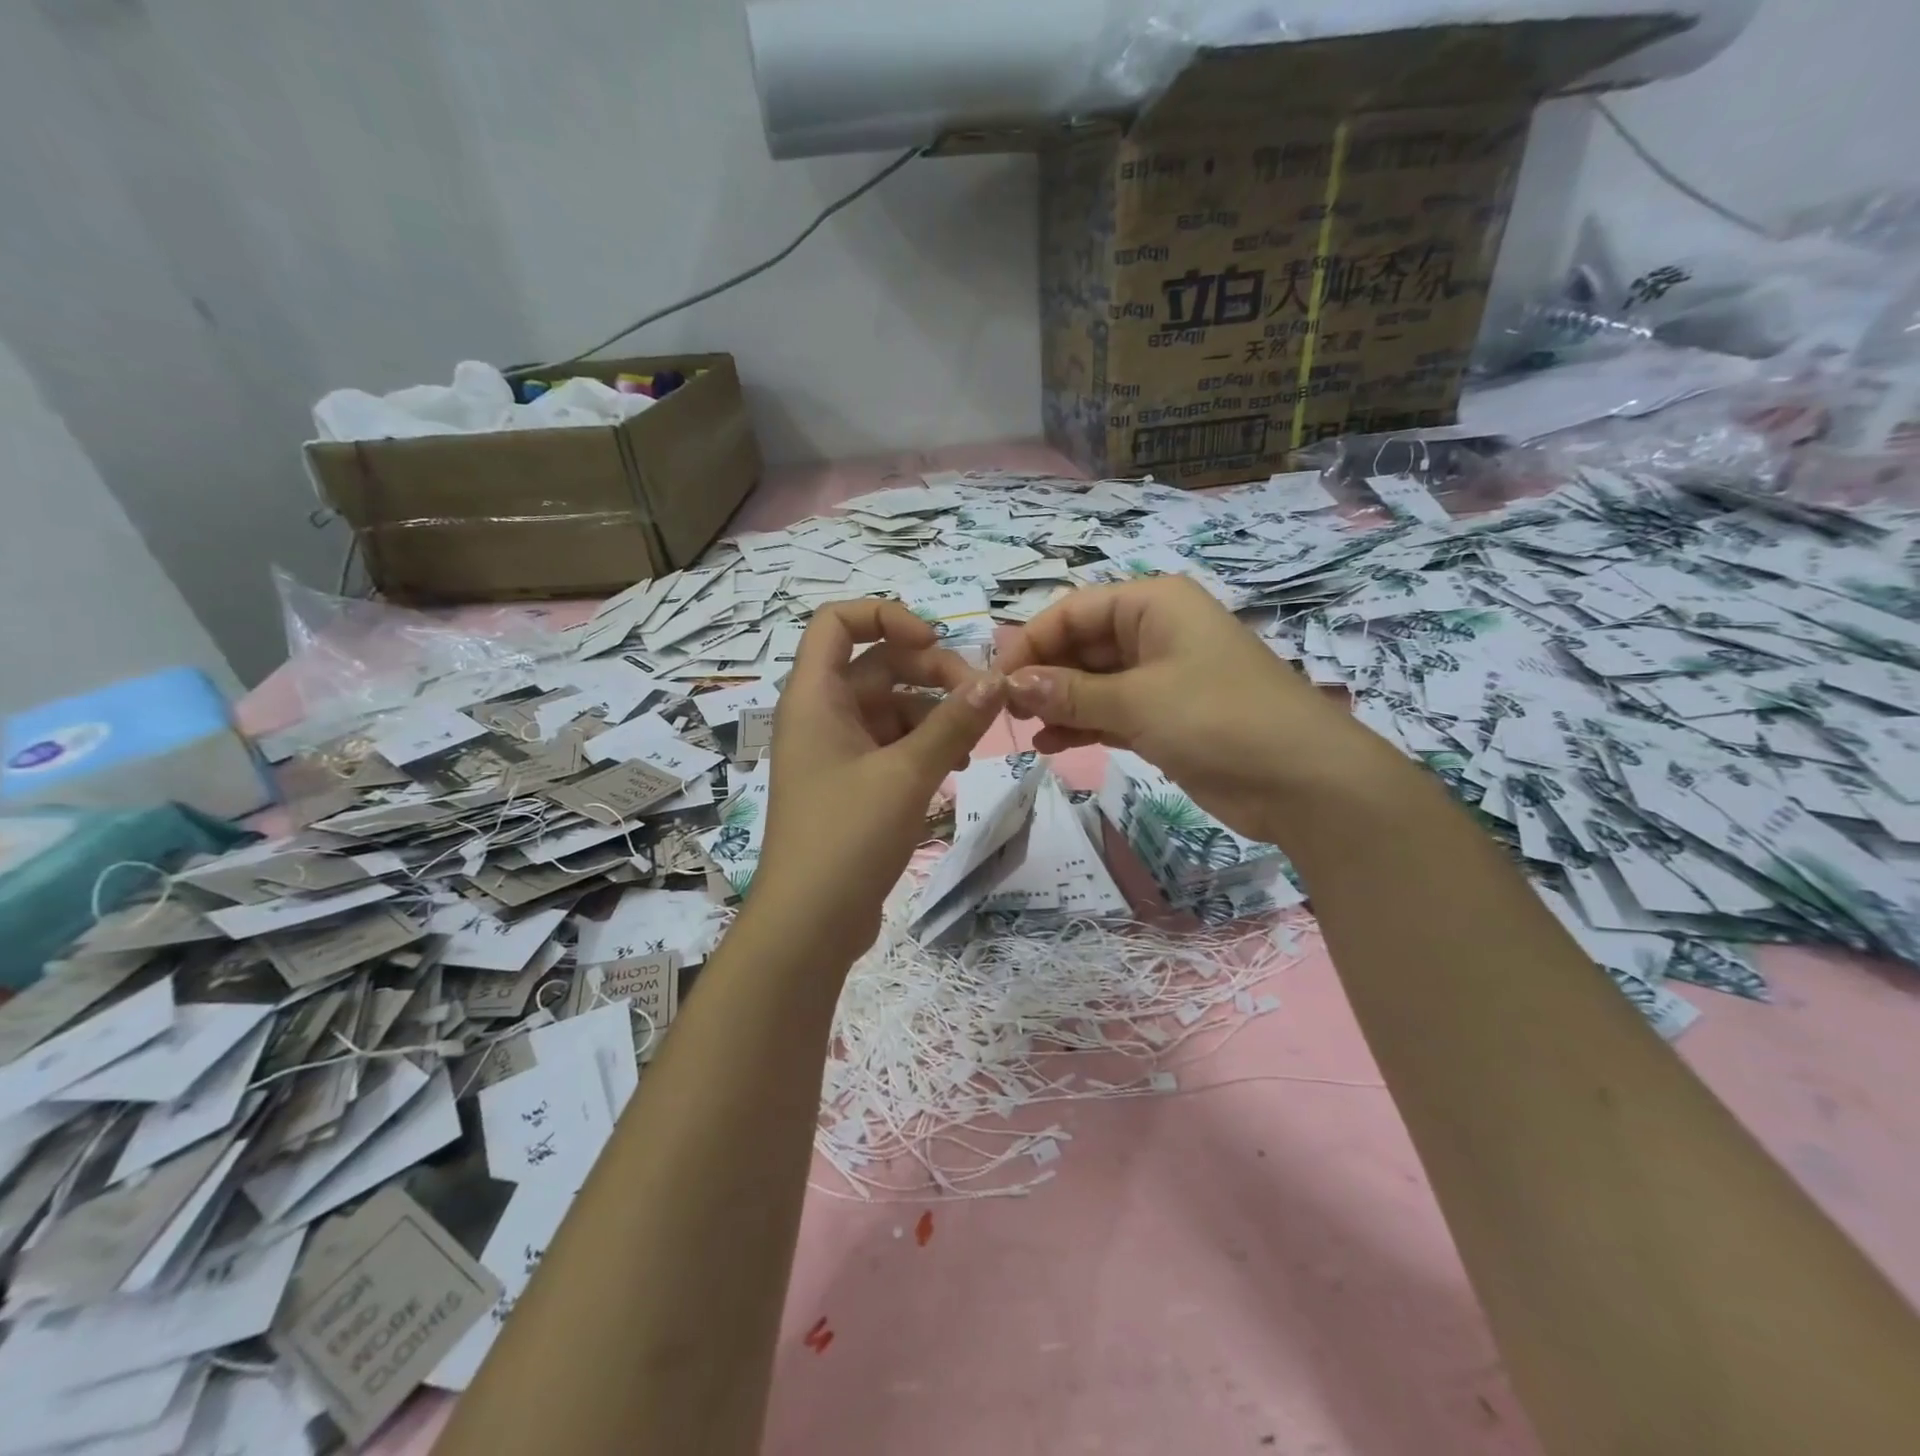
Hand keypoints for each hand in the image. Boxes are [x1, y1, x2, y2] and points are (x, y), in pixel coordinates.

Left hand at [753, 600, 1004, 959]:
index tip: (935, 642)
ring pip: (891, 706)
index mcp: (814, 697)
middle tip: (980, 697)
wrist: (809, 925)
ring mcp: (835, 751)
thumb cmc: (847, 837)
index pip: (837, 621)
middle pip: (877, 664)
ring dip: (934, 713)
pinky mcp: (852, 784)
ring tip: (973, 741)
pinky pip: (892, 744)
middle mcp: (820, 715)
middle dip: (931, 672)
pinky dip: (924, 745)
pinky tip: (957, 764)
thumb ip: (954, 723)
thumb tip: (998, 679)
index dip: (886, 616)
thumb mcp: (907, 774)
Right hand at [996, 577, 1393, 847]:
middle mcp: (1155, 633)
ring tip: (1024, 729)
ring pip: (1093, 681)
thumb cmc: (1218, 719)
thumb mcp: (1137, 700)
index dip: (1032, 640)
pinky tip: (1050, 745)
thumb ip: (1071, 693)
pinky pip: (1111, 712)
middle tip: (1006, 709)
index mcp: (1153, 605)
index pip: (1074, 610)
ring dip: (1058, 703)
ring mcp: (1161, 677)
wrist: (1301, 781)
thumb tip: (1012, 683)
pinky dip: (1082, 726)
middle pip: (1082, 644)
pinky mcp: (1166, 717)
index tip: (997, 678)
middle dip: (1043, 674)